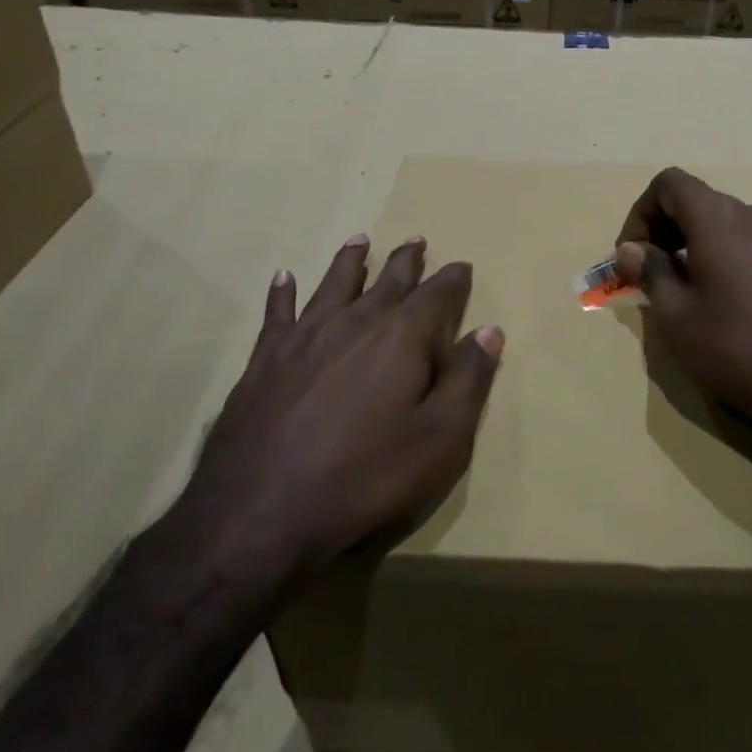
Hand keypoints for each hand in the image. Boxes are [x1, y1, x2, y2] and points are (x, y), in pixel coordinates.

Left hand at [179, 235, 502, 591]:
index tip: (462, 266)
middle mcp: (355, 321)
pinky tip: (283, 277)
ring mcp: (305, 336)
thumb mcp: (440, 437)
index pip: (437, 293)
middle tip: (416, 240)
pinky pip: (277, 312)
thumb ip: (468, 379)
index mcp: (402, 335)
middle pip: (387, 279)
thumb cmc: (366, 475)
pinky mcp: (266, 358)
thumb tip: (489, 331)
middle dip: (406, 259)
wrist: (261, 511)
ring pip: (334, 283)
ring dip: (350, 260)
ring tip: (359, 240)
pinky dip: (282, 292)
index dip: (453, 278)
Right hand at [616, 168, 751, 456]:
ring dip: (692, 243)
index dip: (640, 212)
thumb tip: (631, 248)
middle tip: (647, 275)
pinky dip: (722, 254)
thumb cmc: (738, 350)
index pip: (669, 184)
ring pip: (723, 222)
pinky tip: (720, 299)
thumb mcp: (677, 317)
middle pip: (697, 200)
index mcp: (720, 218)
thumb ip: (651, 272)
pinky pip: (748, 241)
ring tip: (681, 291)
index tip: (630, 255)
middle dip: (663, 230)